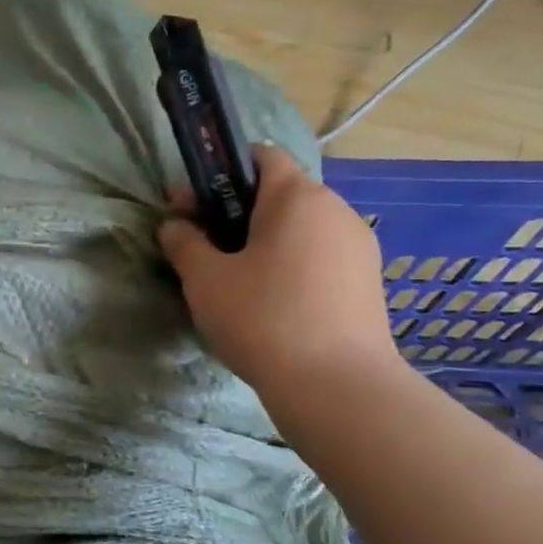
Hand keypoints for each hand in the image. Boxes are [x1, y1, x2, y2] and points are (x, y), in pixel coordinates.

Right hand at [158, 146, 399, 404]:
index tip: (194, 205)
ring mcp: (358, 247)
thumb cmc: (262, 319)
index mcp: (297, 197)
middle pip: (280, 194)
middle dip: (238, 212)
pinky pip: (320, 258)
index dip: (222, 172)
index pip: (261, 156)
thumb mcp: (204, 279)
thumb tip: (174, 225)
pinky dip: (292, 267)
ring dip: (265, 242)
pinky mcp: (368, 282)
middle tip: (204, 248)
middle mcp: (336, 210)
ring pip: (301, 229)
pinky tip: (272, 305)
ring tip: (237, 282)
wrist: (337, 387)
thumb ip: (184, 242)